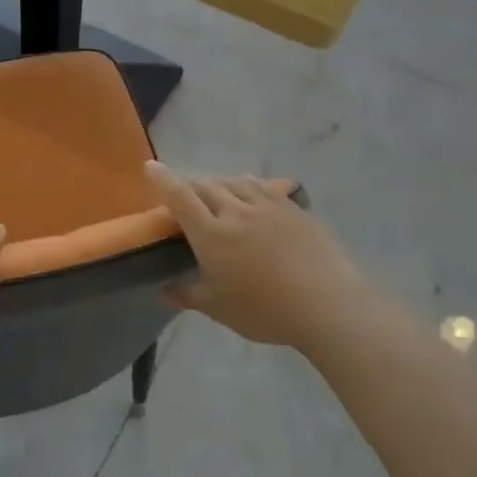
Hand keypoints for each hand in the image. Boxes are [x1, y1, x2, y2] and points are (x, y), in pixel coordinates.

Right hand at [147, 163, 374, 354]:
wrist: (326, 305)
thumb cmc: (265, 311)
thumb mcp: (218, 309)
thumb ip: (187, 295)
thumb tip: (164, 290)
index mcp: (211, 234)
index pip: (180, 196)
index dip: (163, 179)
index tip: (150, 166)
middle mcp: (236, 211)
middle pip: (206, 185)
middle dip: (190, 184)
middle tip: (183, 192)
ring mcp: (268, 207)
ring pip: (235, 181)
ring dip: (218, 182)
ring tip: (215, 190)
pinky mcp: (293, 210)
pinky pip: (262, 187)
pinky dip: (247, 184)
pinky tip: (250, 191)